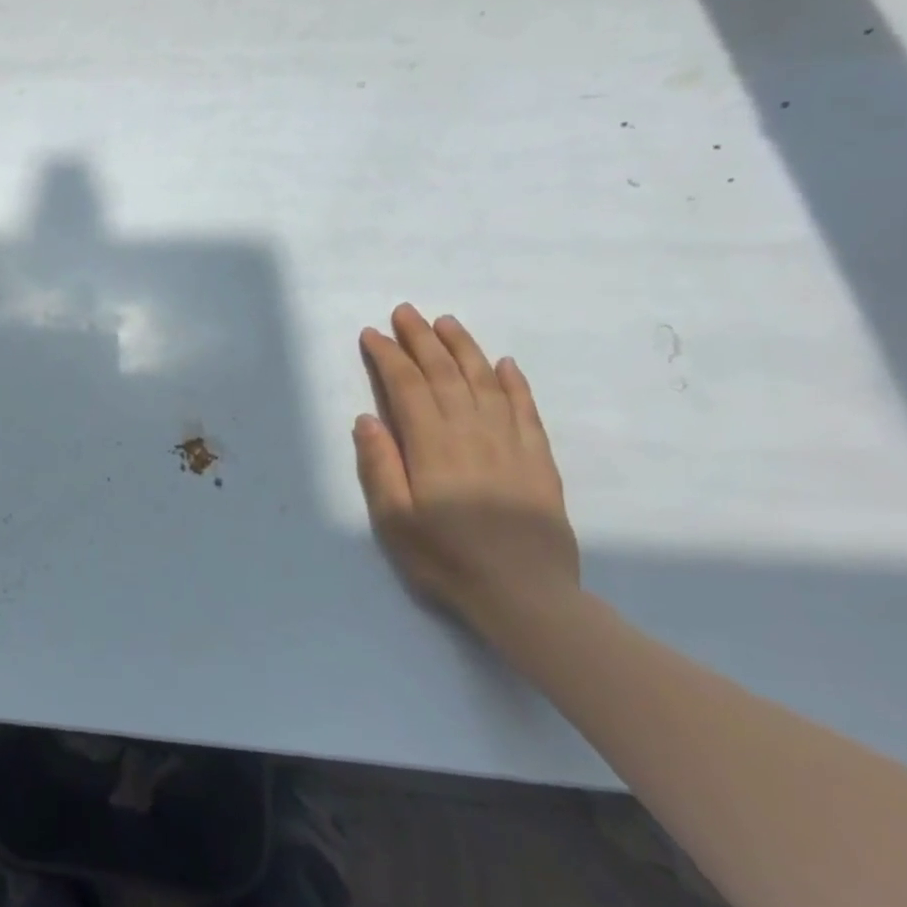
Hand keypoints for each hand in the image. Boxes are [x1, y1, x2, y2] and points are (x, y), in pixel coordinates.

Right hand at [354, 305, 579, 641]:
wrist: (525, 595)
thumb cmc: (446, 559)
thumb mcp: (394, 520)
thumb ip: (380, 466)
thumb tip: (367, 419)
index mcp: (432, 445)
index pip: (406, 386)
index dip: (388, 356)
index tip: (372, 334)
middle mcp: (471, 432)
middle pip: (444, 374)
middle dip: (421, 339)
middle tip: (405, 312)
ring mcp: (510, 443)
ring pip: (485, 381)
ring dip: (464, 348)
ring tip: (447, 323)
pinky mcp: (538, 459)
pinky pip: (525, 409)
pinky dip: (514, 382)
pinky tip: (504, 364)